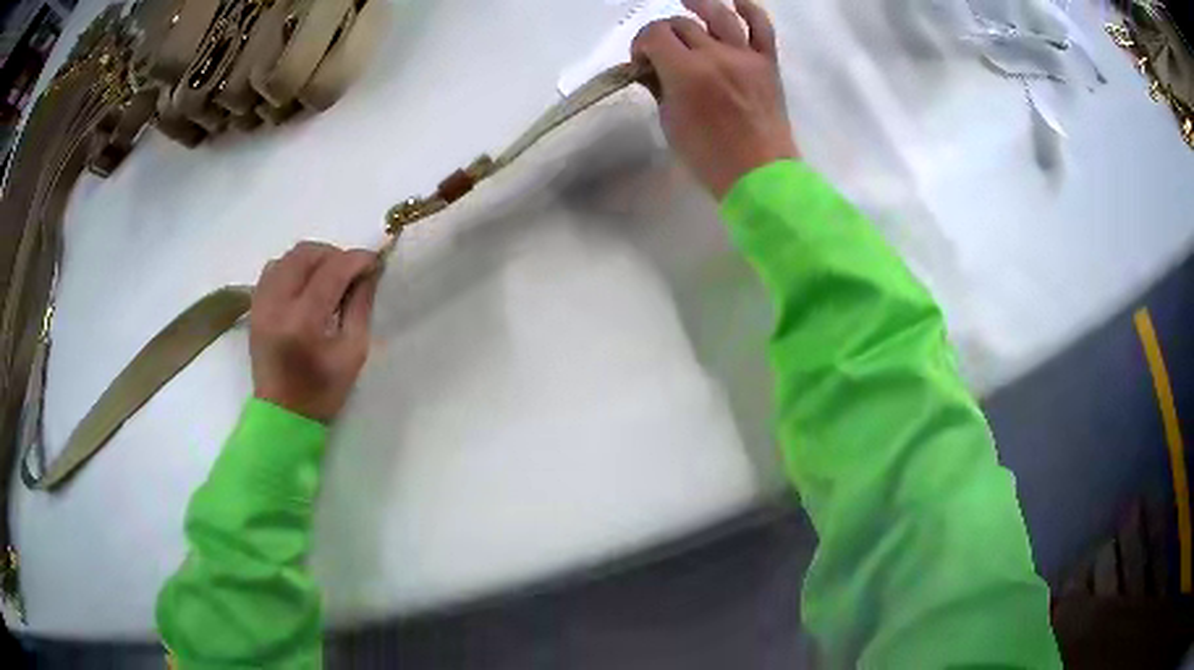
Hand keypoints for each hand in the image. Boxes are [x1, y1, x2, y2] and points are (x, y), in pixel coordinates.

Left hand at [250, 241, 379, 422]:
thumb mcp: (352, 353)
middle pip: (306, 254)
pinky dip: (293, 268)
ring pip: (288, 257)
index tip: (374, 262)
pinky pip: (273, 269)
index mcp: (303, 322)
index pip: (332, 271)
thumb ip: (360, 306)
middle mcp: (277, 305)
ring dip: (313, 259)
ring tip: (328, 278)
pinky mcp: (254, 306)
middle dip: (334, 254)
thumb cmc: (322, 392)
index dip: (357, 260)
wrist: (282, 416)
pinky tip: (305, 285)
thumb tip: (368, 272)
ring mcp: (261, 303)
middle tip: (351, 272)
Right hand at [632, 0, 797, 198]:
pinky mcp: (767, 62)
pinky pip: (762, 26)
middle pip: (682, 24)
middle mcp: (715, 55)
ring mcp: (745, 56)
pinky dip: (749, 9)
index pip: (654, 35)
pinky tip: (737, 2)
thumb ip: (659, 87)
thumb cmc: (709, 156)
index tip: (641, 60)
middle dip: (665, 33)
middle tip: (663, 52)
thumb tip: (654, 68)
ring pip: (719, 14)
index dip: (641, 43)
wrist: (760, 175)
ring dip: (700, 5)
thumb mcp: (669, 122)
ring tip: (689, 3)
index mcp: (686, 72)